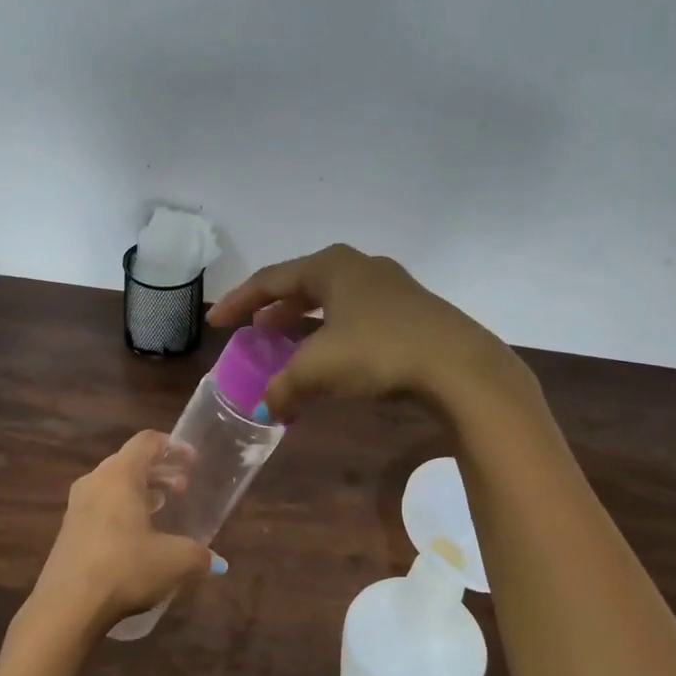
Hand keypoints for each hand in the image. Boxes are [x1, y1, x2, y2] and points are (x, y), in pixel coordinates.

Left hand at [22, 431, 220, 636]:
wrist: (67, 607)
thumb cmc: (125, 568)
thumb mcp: (174, 561)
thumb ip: (199, 555)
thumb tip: (216, 562)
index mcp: (120, 475)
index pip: (146, 441)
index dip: (173, 446)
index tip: (193, 461)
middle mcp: (95, 481)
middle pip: (130, 462)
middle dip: (159, 471)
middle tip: (183, 489)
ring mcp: (77, 506)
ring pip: (113, 485)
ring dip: (141, 491)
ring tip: (163, 509)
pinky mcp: (68, 531)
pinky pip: (101, 506)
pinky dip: (122, 509)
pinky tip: (137, 536)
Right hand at [208, 244, 518, 420]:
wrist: (460, 367)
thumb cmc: (379, 353)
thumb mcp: (319, 371)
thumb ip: (284, 388)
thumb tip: (267, 408)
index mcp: (331, 267)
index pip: (271, 280)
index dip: (239, 302)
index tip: (216, 322)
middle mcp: (360, 268)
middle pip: (303, 285)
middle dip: (274, 309)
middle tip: (253, 330)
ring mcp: (392, 287)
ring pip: (333, 301)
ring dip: (305, 322)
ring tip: (287, 343)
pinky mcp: (413, 312)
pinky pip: (358, 317)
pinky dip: (334, 334)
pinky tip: (334, 357)